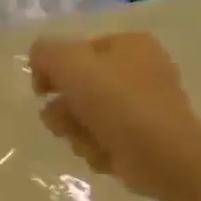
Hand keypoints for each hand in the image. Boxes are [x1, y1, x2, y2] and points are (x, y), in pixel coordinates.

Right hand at [29, 32, 200, 197]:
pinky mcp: (139, 138)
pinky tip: (104, 153)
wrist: (162, 156)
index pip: (74, 52)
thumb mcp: (70, 63)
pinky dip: (95, 147)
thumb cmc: (117, 102)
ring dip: (75, 130)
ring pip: (83, 116)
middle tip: (66, 119)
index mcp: (129, 44)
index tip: (42, 91)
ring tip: (87, 140)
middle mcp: (138, 70)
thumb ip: (46, 53)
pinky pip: (99, 139)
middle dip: (64, 109)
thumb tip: (38, 61)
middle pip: (77, 87)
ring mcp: (141, 106)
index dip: (52, 70)